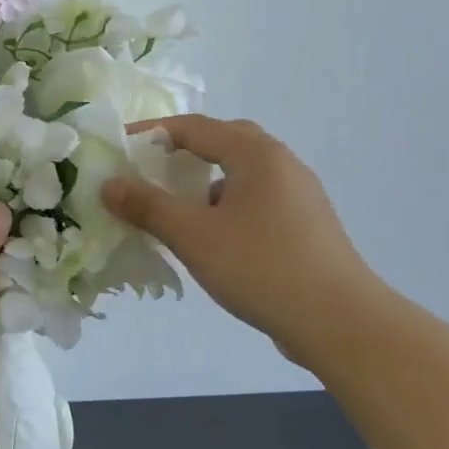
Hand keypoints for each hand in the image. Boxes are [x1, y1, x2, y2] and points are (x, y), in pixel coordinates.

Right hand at [102, 115, 378, 367]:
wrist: (339, 321)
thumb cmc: (261, 266)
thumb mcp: (193, 235)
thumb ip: (147, 206)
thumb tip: (109, 184)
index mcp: (256, 154)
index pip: (195, 127)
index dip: (152, 133)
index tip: (119, 149)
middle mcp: (282, 164)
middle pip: (224, 142)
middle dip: (183, 151)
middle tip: (150, 170)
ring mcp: (299, 195)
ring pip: (241, 174)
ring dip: (204, 182)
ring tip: (174, 207)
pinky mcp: (305, 225)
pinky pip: (255, 200)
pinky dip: (225, 206)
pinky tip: (211, 237)